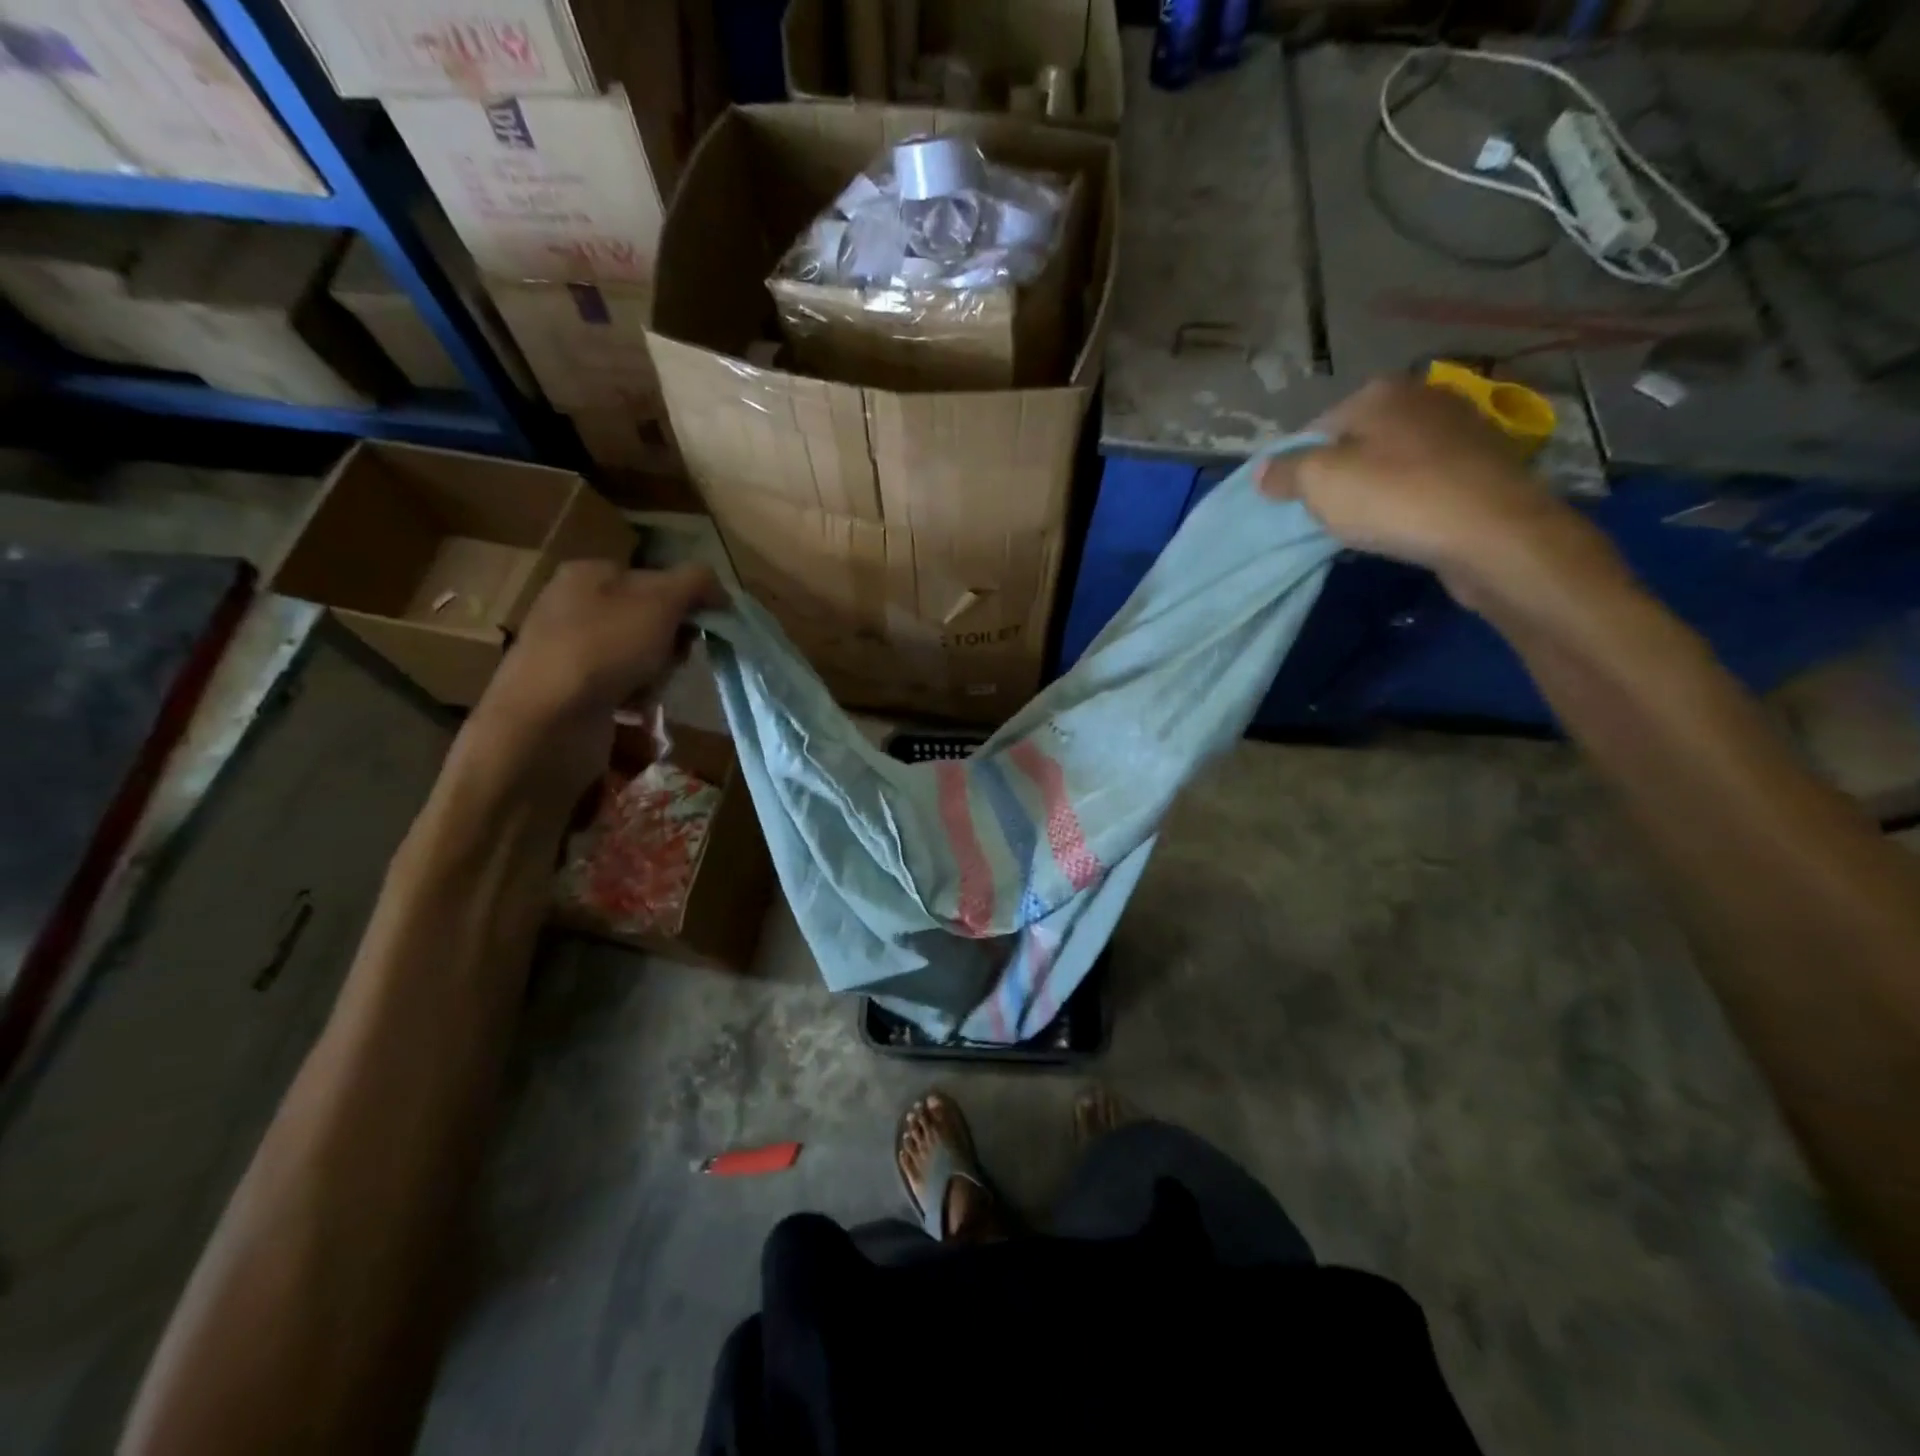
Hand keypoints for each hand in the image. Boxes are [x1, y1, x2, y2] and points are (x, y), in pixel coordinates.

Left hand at [467, 560, 725, 795]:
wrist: (547, 720)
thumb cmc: (605, 647)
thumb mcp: (661, 601)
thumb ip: (697, 583)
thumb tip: (720, 590)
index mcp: (589, 575)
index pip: (655, 579)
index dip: (685, 602)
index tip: (698, 627)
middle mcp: (575, 608)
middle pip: (652, 622)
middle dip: (671, 646)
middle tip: (671, 661)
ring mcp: (572, 653)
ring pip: (643, 659)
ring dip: (658, 678)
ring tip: (649, 692)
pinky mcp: (573, 693)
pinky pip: (624, 691)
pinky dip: (638, 702)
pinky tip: (634, 712)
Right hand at [1257, 375, 1609, 602]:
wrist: (1491, 532)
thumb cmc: (1394, 497)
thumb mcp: (1319, 483)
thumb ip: (1285, 473)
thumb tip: (1262, 471)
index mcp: (1380, 391)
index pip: (1316, 427)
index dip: (1297, 465)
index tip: (1292, 500)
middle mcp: (1424, 397)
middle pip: (1357, 440)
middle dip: (1339, 474)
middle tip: (1327, 514)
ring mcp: (1461, 428)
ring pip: (1394, 460)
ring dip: (1375, 488)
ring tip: (1365, 524)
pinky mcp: (1484, 464)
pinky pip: (1426, 479)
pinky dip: (1409, 499)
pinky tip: (1404, 525)